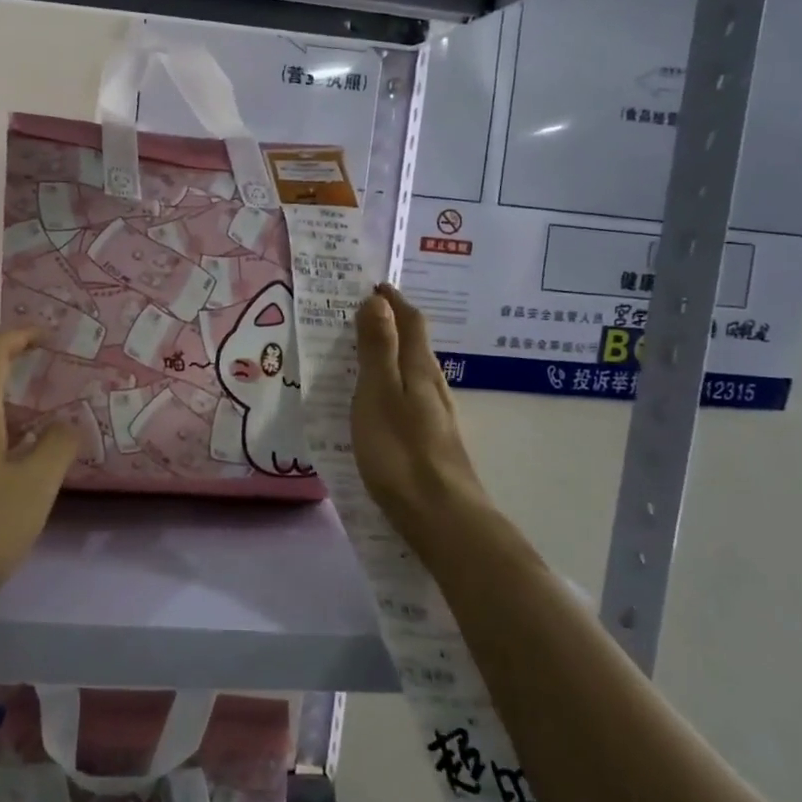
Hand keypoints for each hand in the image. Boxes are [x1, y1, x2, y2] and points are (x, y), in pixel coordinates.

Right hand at [352, 285, 495, 556]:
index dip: (393, 301)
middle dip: (392, 324)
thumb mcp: (378, 394)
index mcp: (419, 369)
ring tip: (363, 353)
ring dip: (392, 355)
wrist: (441, 516)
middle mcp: (433, 386)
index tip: (372, 285)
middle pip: (416, 344)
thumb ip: (378, 349)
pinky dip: (392, 384)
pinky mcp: (433, 440)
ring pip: (414, 371)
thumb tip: (377, 301)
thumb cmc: (400, 451)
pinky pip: (410, 397)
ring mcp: (436, 415)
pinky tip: (380, 402)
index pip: (411, 321)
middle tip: (360, 315)